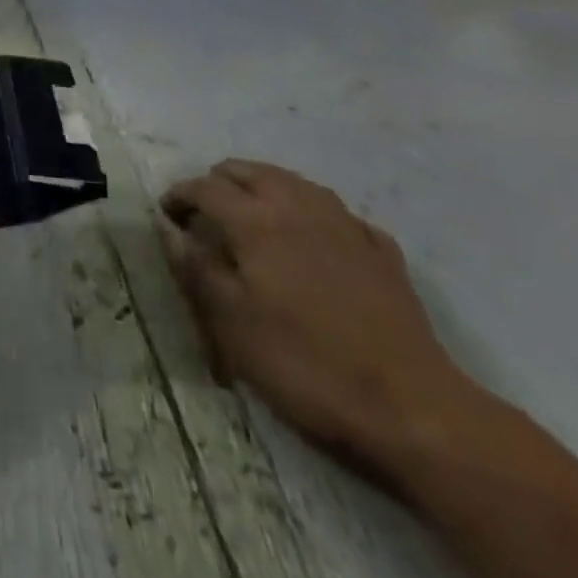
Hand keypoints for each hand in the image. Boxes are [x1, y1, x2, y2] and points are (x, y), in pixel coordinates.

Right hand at [160, 161, 475, 475]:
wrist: (410, 406)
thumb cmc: (306, 364)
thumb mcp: (233, 325)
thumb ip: (197, 269)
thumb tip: (169, 230)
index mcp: (256, 220)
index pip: (205, 188)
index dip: (180, 195)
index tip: (167, 213)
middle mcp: (297, 205)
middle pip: (247, 171)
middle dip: (219, 183)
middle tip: (206, 214)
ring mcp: (344, 223)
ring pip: (292, 181)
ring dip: (264, 188)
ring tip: (253, 215)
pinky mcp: (380, 249)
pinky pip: (335, 213)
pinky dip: (312, 215)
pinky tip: (314, 240)